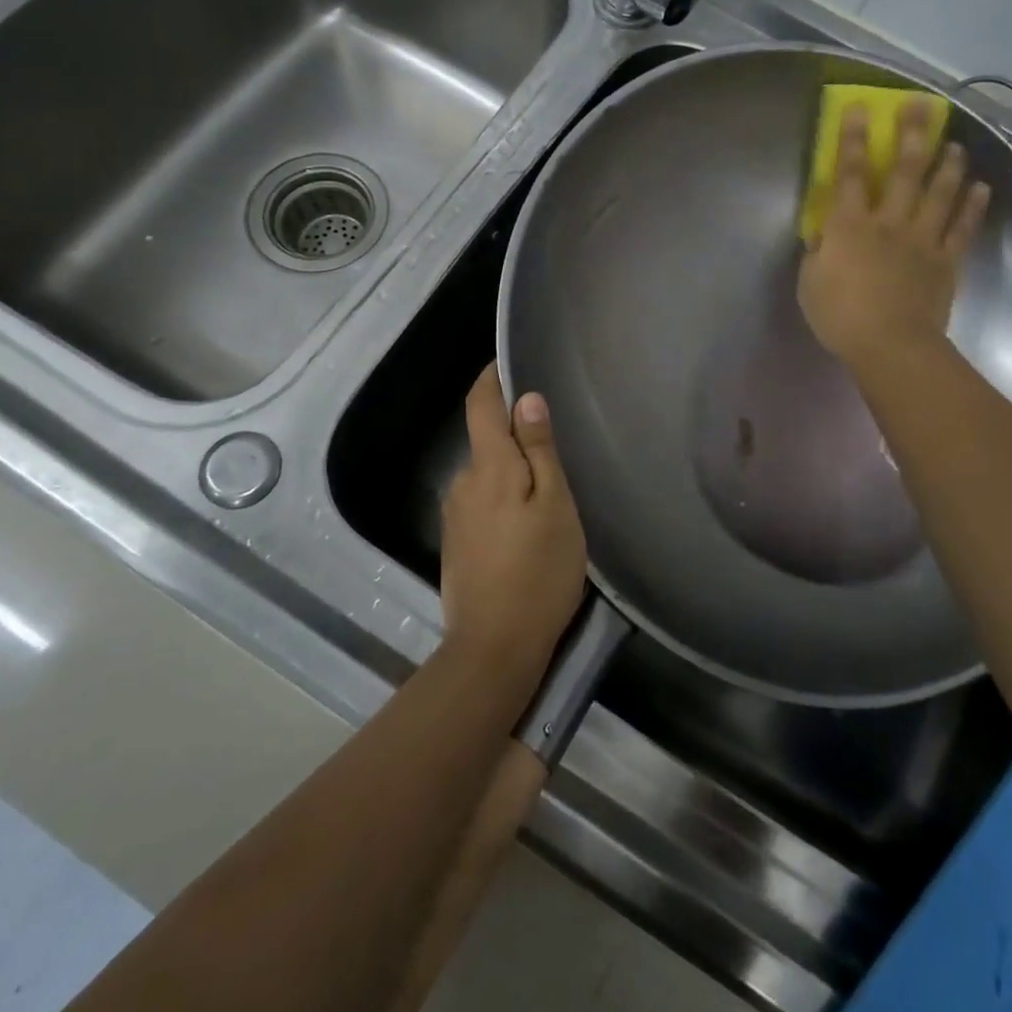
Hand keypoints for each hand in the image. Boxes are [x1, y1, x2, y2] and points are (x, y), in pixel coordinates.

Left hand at [438, 364, 587, 685]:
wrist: (493, 648)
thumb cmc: (538, 572)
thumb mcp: (556, 507)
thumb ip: (540, 451)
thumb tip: (527, 398)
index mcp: (488, 466)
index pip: (481, 404)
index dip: (492, 378)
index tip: (508, 362)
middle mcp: (462, 483)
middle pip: (486, 440)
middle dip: (515, 434)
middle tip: (557, 447)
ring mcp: (455, 516)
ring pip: (486, 475)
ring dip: (511, 473)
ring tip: (548, 492)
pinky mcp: (456, 543)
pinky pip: (481, 502)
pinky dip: (503, 499)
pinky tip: (526, 526)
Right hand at [798, 98, 991, 370]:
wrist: (890, 345)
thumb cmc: (839, 315)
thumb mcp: (810, 282)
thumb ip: (819, 252)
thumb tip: (824, 234)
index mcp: (850, 226)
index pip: (851, 173)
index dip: (854, 139)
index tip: (860, 108)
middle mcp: (890, 222)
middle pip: (904, 171)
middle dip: (912, 135)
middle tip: (921, 106)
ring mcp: (923, 240)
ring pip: (940, 193)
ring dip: (948, 165)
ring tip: (955, 144)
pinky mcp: (946, 262)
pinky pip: (962, 229)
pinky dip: (973, 207)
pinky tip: (981, 188)